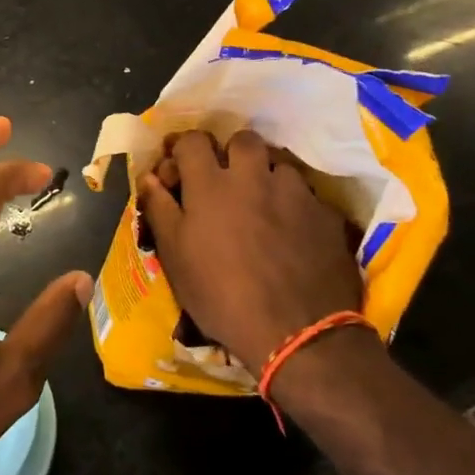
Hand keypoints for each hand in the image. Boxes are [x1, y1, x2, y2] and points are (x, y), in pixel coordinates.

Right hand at [137, 129, 361, 369]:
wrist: (297, 334)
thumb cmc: (221, 296)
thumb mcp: (175, 257)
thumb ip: (160, 209)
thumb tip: (149, 177)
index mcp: (211, 184)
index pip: (194, 140)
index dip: (185, 149)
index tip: (181, 169)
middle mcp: (253, 176)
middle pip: (243, 140)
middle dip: (232, 153)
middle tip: (227, 182)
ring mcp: (294, 192)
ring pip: (278, 164)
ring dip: (267, 177)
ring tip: (264, 205)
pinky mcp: (325, 214)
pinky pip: (307, 195)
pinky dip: (295, 204)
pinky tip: (294, 231)